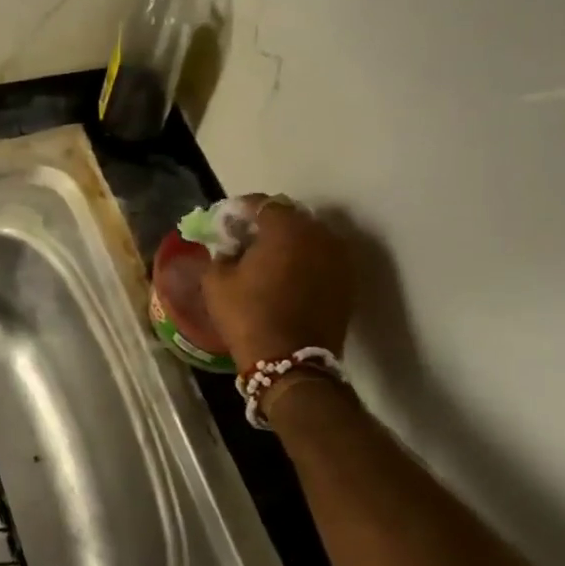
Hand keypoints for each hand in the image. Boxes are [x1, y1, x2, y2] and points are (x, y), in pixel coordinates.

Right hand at [200, 195, 353, 368]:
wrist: (290, 362)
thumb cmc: (248, 315)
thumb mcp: (216, 280)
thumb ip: (222, 251)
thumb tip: (230, 246)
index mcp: (285, 227)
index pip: (261, 203)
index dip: (240, 210)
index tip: (225, 223)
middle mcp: (319, 234)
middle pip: (290, 217)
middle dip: (267, 224)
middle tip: (246, 240)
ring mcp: (339, 258)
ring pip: (309, 237)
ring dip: (289, 242)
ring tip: (268, 259)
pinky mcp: (348, 282)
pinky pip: (322, 258)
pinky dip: (305, 261)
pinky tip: (287, 277)